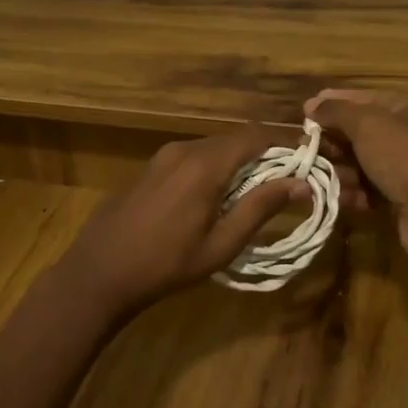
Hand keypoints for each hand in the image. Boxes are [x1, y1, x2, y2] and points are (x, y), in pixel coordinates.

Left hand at [50, 126, 305, 318]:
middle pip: (236, 138)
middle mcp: (185, 149)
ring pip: (215, 146)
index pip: (256, 135)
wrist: (99, 271)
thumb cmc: (165, 265)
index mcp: (205, 164)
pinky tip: (219, 195)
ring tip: (258, 190)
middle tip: (289, 179)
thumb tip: (301, 183)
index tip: (308, 158)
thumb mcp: (220, 245)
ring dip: (240, 161)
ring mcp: (164, 155)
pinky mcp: (152, 166)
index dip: (286, 142)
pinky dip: (216, 166)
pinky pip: (194, 155)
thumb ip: (260, 209)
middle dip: (266, 153)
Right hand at [304, 89, 407, 268]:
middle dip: (331, 141)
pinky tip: (338, 197)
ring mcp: (405, 169)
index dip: (333, 103)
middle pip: (359, 133)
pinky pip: (367, 189)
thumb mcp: (368, 124)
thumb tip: (312, 105)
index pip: (364, 98)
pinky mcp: (400, 199)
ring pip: (360, 163)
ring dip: (337, 170)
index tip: (304, 112)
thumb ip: (337, 111)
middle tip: (304, 149)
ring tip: (316, 177)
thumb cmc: (405, 158)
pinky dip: (351, 193)